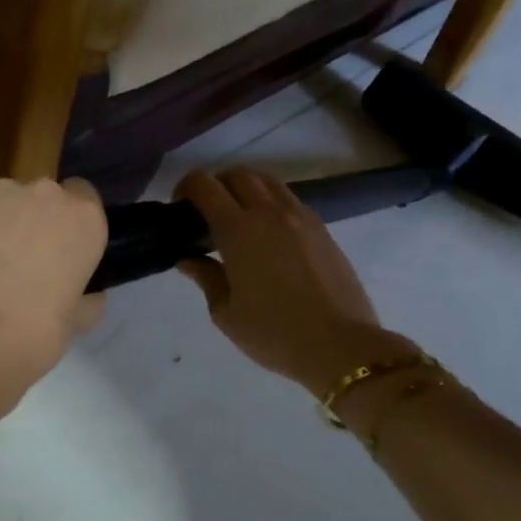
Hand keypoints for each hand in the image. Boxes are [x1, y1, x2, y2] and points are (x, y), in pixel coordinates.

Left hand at [0, 177, 107, 429]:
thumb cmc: (32, 335)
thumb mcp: (75, 324)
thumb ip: (86, 300)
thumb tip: (89, 296)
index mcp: (86, 221)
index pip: (85, 199)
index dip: (69, 223)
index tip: (59, 250)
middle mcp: (48, 194)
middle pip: (43, 197)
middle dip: (33, 221)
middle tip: (18, 261)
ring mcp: (1, 189)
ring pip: (3, 200)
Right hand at [176, 168, 418, 394]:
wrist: (339, 344)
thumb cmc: (273, 333)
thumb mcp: (226, 313)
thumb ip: (205, 277)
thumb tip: (189, 259)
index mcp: (238, 230)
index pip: (205, 185)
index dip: (186, 187)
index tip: (180, 207)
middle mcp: (269, 212)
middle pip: (238, 175)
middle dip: (217, 185)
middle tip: (207, 212)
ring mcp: (300, 217)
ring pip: (268, 181)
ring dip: (246, 189)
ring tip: (240, 218)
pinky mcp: (322, 228)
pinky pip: (290, 200)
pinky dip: (272, 203)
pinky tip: (270, 234)